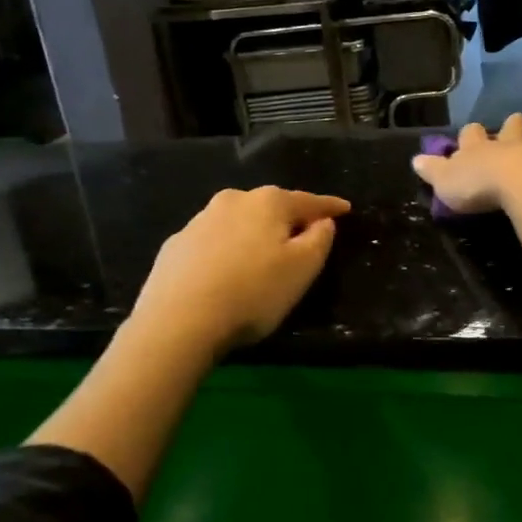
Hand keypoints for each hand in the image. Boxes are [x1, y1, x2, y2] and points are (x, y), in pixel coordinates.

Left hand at [128, 186, 350, 356]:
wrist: (178, 321)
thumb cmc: (253, 292)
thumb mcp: (302, 269)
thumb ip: (319, 239)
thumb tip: (323, 221)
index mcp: (269, 202)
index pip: (309, 201)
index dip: (330, 206)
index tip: (346, 209)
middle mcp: (233, 200)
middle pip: (270, 207)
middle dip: (288, 219)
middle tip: (301, 237)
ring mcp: (199, 221)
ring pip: (238, 222)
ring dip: (253, 234)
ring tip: (260, 258)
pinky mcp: (175, 245)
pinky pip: (212, 243)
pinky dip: (225, 251)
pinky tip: (224, 272)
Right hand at [411, 113, 521, 214]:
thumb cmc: (481, 188)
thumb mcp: (446, 183)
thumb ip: (433, 171)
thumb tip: (415, 160)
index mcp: (479, 148)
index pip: (471, 134)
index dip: (471, 134)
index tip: (472, 134)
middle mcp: (510, 141)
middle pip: (511, 125)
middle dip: (513, 124)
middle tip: (516, 124)